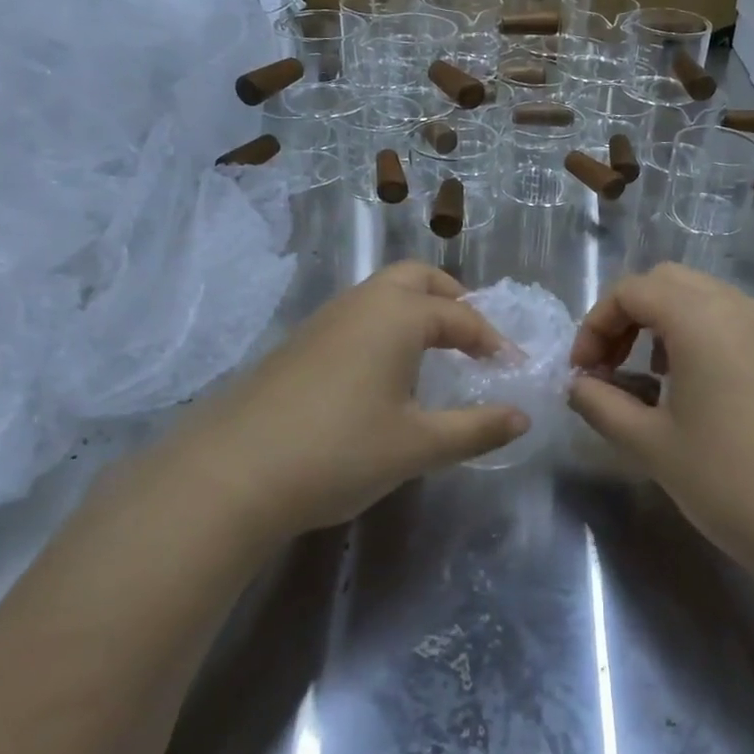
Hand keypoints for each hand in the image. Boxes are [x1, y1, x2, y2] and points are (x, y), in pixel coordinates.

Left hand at [166, 263, 528, 538]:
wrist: (231, 474)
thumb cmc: (339, 451)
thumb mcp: (418, 445)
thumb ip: (476, 428)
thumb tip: (523, 417)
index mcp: (398, 315)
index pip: (460, 316)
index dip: (492, 341)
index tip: (512, 369)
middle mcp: (362, 303)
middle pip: (416, 278)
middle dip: (452, 300)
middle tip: (472, 339)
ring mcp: (324, 320)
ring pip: (381, 295)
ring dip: (416, 312)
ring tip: (434, 355)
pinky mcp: (299, 344)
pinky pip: (357, 317)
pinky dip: (385, 328)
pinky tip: (383, 375)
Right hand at [568, 264, 753, 571]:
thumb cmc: (726, 478)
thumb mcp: (648, 443)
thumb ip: (600, 404)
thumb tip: (578, 385)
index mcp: (699, 318)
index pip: (631, 291)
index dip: (596, 325)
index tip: (583, 372)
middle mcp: (735, 306)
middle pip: (665, 282)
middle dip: (627, 316)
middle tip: (609, 365)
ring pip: (699, 297)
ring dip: (661, 322)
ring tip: (646, 376)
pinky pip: (727, 319)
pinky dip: (695, 333)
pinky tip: (690, 385)